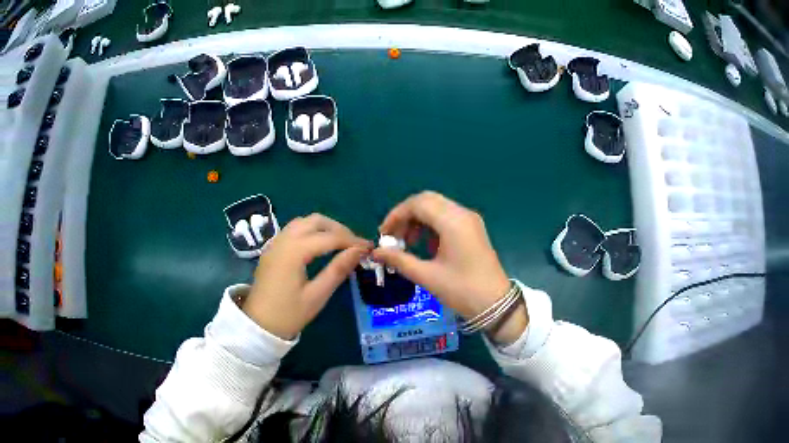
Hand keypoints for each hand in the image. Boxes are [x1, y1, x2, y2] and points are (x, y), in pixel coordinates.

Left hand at [243, 214, 371, 339]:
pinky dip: (310, 231)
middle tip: (354, 244)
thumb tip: (359, 251)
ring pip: (303, 222)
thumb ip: (338, 270)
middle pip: (315, 221)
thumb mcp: (317, 295)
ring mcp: (275, 243)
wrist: (258, 325)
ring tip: (340, 243)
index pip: (329, 237)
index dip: (351, 241)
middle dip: (337, 229)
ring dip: (323, 227)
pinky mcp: (272, 249)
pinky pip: (293, 230)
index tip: (369, 247)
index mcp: (294, 251)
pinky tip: (319, 246)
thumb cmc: (289, 314)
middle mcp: (283, 240)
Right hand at [372, 192, 527, 344]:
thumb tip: (376, 251)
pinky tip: (426, 246)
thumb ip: (399, 260)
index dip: (396, 215)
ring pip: (437, 207)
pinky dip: (432, 225)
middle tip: (393, 237)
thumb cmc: (461, 290)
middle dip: (406, 215)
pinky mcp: (473, 229)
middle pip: (427, 201)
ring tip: (407, 244)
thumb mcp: (427, 276)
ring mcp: (470, 220)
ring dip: (418, 220)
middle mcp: (462, 214)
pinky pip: (448, 217)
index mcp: (453, 222)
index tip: (383, 234)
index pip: (418, 204)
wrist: (495, 304)